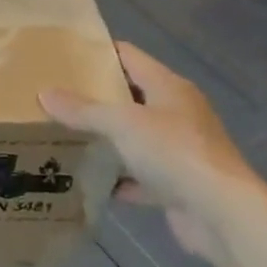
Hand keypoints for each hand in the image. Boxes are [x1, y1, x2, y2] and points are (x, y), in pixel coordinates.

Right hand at [39, 42, 260, 264]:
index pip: (129, 56)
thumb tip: (44, 93)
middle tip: (54, 96)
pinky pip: (139, 176)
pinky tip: (88, 180)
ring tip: (63, 134)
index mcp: (168, 87)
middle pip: (130, 97)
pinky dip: (117, 178)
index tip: (64, 55)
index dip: (98, 53)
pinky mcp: (176, 185)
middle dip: (95, 98)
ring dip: (104, 139)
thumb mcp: (122, 123)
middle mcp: (176, 113)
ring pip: (133, 138)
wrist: (222, 214)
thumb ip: (83, 109)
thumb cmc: (174, 153)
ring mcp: (178, 150)